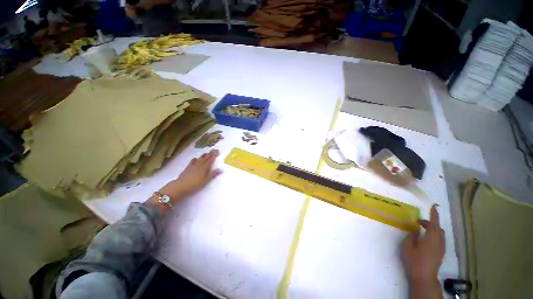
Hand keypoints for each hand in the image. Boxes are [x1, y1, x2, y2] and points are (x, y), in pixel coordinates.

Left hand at [158, 150, 221, 201]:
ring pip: (198, 160)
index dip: (212, 158)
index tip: (215, 154)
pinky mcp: (187, 168)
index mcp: (204, 169)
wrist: (180, 186)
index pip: (209, 162)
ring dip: (202, 156)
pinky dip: (194, 159)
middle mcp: (199, 166)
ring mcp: (192, 167)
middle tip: (211, 152)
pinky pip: (192, 162)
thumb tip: (221, 169)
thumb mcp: (206, 181)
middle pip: (204, 160)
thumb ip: (213, 175)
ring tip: (205, 153)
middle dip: (208, 156)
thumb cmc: (195, 185)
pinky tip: (195, 158)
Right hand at [401, 204, 444, 297]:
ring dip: (432, 229)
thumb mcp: (407, 246)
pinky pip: (439, 240)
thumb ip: (411, 236)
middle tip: (418, 222)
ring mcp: (441, 249)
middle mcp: (439, 242)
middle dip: (430, 223)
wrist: (423, 277)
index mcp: (431, 239)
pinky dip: (433, 235)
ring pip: (440, 235)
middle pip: (438, 229)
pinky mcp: (440, 254)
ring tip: (420, 230)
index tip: (433, 206)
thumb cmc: (414, 260)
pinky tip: (424, 240)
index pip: (434, 223)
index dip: (434, 215)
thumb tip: (416, 230)